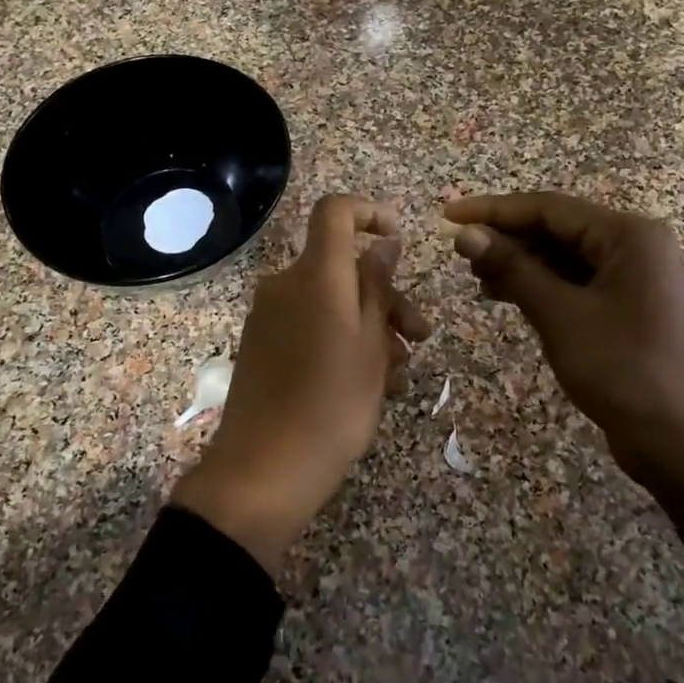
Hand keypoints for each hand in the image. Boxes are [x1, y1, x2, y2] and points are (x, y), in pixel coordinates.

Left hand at [171, 195, 428, 572]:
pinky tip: (368, 384)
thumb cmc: (332, 405)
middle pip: (342, 266)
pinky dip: (341, 341)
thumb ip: (377, 286)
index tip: (397, 237)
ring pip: (331, 302)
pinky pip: (310, 325)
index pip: (334, 212)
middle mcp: (285, 284)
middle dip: (386, 295)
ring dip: (370, 326)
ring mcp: (269, 316)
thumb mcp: (371, 345)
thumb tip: (382, 242)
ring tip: (398, 374)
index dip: (369, 212)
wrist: (263, 470)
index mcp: (315, 275)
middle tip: (421, 336)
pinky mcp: (262, 344)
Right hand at [444, 192, 683, 491]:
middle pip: (557, 228)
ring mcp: (634, 276)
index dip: (494, 211)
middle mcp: (635, 245)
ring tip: (476, 277)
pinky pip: (575, 280)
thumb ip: (512, 268)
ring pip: (564, 255)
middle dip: (507, 239)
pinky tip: (505, 295)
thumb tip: (465, 234)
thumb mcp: (560, 315)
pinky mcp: (627, 305)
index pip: (549, 208)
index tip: (449, 216)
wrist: (678, 442)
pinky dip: (540, 285)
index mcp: (629, 235)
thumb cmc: (622, 370)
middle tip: (459, 254)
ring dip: (520, 263)